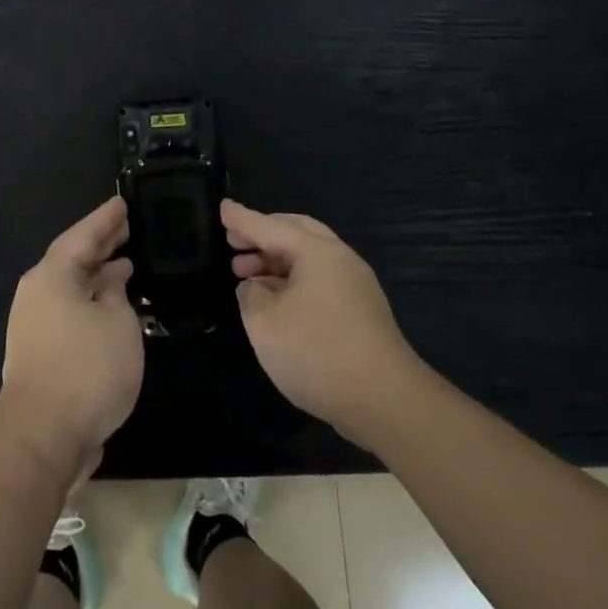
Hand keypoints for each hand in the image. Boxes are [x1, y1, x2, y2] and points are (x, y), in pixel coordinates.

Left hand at [0, 197, 143, 478]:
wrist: (42, 437)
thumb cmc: (86, 370)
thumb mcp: (118, 324)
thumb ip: (116, 294)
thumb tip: (110, 278)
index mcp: (51, 277)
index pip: (82, 235)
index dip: (105, 219)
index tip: (123, 202)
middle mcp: (37, 294)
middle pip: (72, 259)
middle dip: (100, 244)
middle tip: (127, 228)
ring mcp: (34, 324)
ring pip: (70, 287)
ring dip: (97, 276)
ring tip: (125, 264)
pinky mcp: (40, 352)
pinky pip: (69, 311)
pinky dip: (91, 302)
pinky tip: (112, 309)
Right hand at [222, 200, 425, 445]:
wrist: (385, 401)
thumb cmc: (317, 352)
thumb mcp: (264, 322)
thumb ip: (251, 294)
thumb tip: (257, 286)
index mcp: (317, 252)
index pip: (270, 227)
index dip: (242, 219)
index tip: (222, 207)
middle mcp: (340, 260)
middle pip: (296, 233)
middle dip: (262, 235)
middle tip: (234, 242)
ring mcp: (355, 286)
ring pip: (309, 258)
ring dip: (276, 260)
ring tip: (246, 274)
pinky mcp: (360, 312)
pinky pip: (319, 280)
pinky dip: (292, 280)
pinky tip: (275, 301)